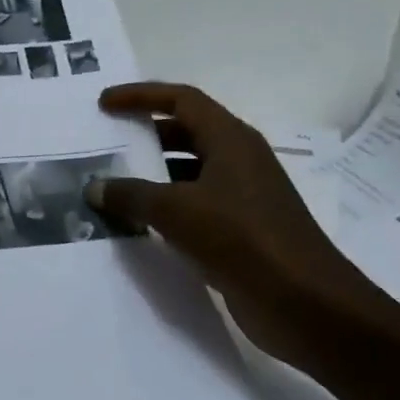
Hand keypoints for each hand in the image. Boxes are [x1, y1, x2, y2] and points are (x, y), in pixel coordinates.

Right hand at [85, 82, 394, 371]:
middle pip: (185, 132)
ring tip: (111, 186)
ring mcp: (242, 196)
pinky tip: (137, 225)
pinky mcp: (241, 230)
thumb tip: (95, 187)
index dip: (141, 96)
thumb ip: (131, 195)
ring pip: (189, 172)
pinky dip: (165, 208)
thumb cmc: (242, 239)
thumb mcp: (176, 211)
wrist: (304, 303)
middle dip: (145, 135)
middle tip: (105, 144)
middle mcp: (238, 160)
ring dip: (152, 175)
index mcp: (230, 140)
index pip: (181, 100)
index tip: (104, 104)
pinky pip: (194, 206)